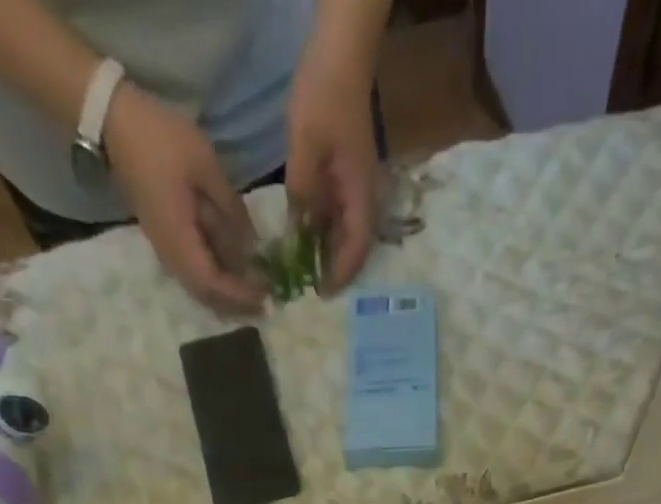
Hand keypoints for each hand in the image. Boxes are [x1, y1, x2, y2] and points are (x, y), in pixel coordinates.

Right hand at [104, 83, 265, 312]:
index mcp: (179, 239)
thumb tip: (253, 245)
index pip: (213, 283)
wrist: (113, 121)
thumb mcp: (206, 167)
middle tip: (264, 304)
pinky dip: (215, 278)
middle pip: (206, 293)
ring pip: (199, 286)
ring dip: (225, 294)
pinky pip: (193, 270)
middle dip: (235, 303)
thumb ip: (231, 209)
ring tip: (253, 293)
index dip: (240, 294)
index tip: (266, 297)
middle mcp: (170, 254)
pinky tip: (233, 272)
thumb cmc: (161, 139)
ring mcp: (165, 247)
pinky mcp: (165, 238)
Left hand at [285, 41, 380, 292]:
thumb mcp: (305, 147)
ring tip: (304, 271)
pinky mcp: (344, 174)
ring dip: (327, 251)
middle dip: (334, 269)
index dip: (341, 273)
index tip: (323, 293)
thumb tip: (297, 233)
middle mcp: (363, 195)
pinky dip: (322, 230)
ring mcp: (354, 185)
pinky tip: (303, 238)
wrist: (340, 53)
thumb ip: (302, 194)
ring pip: (345, 231)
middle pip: (354, 245)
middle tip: (310, 289)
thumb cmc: (324, 96)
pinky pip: (336, 213)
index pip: (357, 247)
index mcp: (359, 193)